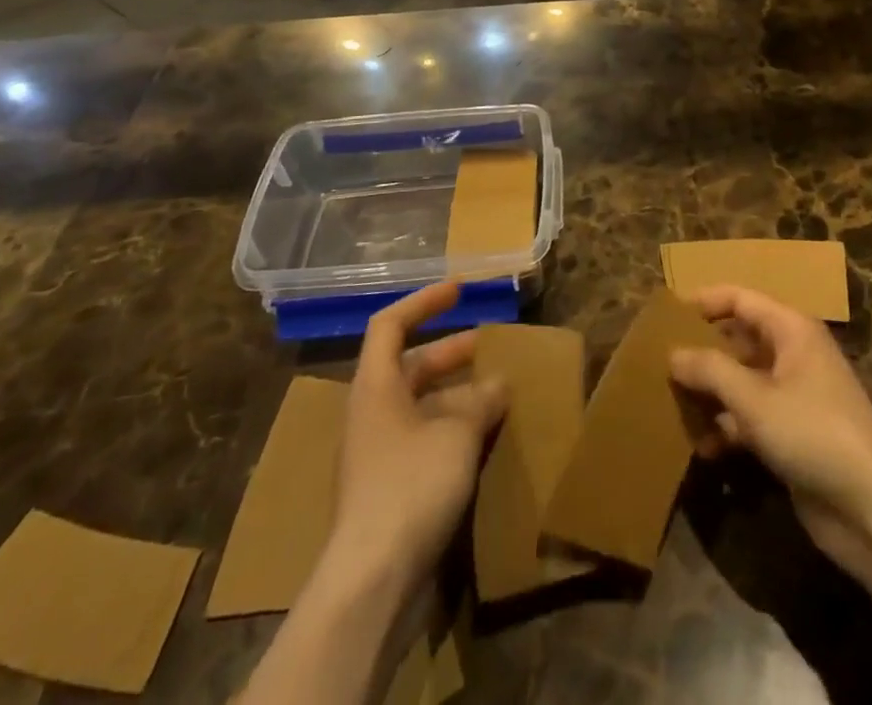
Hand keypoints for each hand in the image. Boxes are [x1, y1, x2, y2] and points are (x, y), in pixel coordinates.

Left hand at [324, 283, 509, 587]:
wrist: (373, 582)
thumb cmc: (410, 486)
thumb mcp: (457, 433)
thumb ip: (480, 401)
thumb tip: (498, 384)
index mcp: (376, 386)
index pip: (391, 324)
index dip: (424, 301)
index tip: (460, 290)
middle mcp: (372, 412)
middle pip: (410, 365)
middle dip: (452, 352)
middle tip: (491, 346)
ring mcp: (379, 453)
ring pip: (421, 405)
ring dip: (458, 394)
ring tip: (499, 392)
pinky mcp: (390, 489)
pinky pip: (424, 439)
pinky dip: (454, 429)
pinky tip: (486, 438)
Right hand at [670, 285, 871, 584]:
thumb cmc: (814, 432)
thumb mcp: (754, 398)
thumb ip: (710, 370)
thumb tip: (672, 353)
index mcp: (790, 329)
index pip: (740, 299)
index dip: (704, 302)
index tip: (666, 315)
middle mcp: (792, 355)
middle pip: (738, 340)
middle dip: (702, 352)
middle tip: (660, 363)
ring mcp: (793, 397)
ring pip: (740, 382)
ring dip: (710, 394)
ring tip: (671, 406)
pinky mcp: (792, 436)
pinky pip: (749, 419)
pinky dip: (726, 429)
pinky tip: (701, 448)